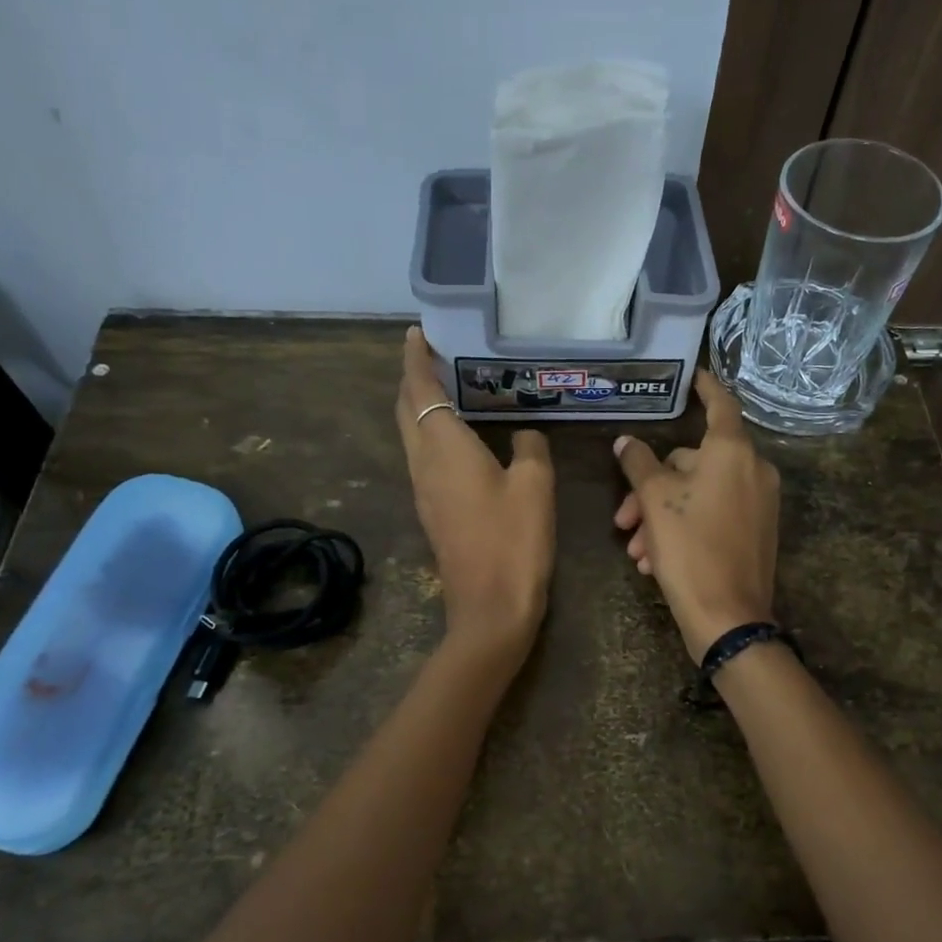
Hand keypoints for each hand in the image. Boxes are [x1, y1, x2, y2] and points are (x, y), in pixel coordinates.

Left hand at [396, 327, 554, 655]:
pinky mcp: (433, 512)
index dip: (416, 359)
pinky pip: (424, 458)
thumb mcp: (536, 486)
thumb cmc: (514, 541)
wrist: (490, 608)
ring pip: (411, 435)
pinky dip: (431, 434)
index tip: (416, 333)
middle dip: (414, 379)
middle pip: (406, 410)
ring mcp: (424, 491)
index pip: (421, 390)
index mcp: (444, 448)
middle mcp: (424, 464)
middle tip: (435, 356)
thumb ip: (530, 449)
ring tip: (447, 388)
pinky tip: (459, 437)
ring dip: (420, 407)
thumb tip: (524, 434)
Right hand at [613, 370, 779, 662]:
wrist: (728, 617)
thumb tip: (626, 442)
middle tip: (623, 520)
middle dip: (651, 490)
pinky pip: (713, 517)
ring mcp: (759, 504)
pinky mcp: (756, 534)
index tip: (691, 376)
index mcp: (733, 452)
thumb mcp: (655, 501)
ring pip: (697, 495)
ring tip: (637, 552)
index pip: (720, 404)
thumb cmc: (690, 548)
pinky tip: (655, 562)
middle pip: (692, 462)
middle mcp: (753, 471)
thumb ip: (639, 464)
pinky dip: (683, 531)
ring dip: (660, 518)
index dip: (704, 388)